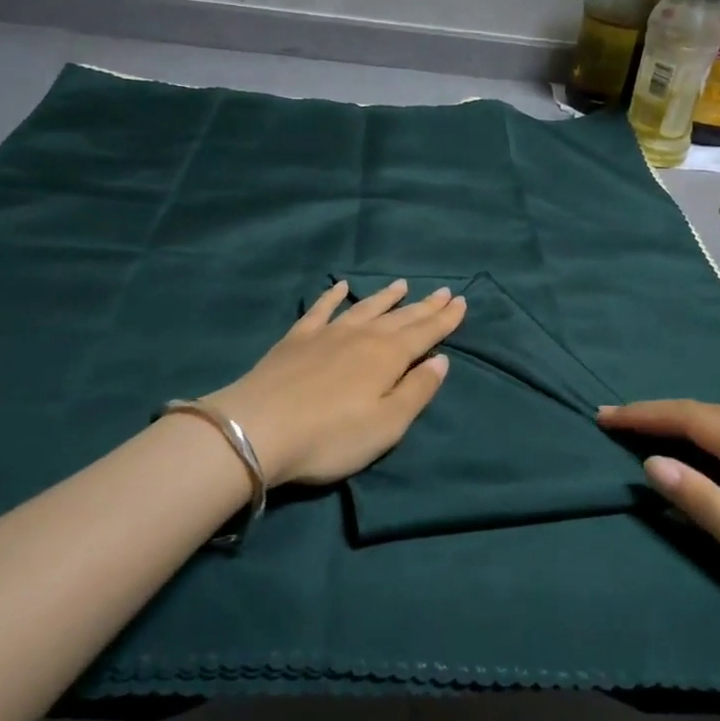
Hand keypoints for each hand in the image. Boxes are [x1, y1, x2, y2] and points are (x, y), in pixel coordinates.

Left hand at [206, 280, 466, 484]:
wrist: (258, 429)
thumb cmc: (331, 436)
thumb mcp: (387, 425)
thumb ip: (416, 390)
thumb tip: (440, 360)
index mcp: (388, 356)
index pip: (425, 333)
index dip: (445, 318)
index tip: (461, 301)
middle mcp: (362, 336)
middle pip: (400, 317)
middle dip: (424, 306)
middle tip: (444, 291)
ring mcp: (327, 333)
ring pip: (365, 308)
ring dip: (386, 297)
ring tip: (403, 284)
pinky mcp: (296, 339)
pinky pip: (321, 310)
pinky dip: (333, 296)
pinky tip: (340, 287)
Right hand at [598, 400, 719, 668]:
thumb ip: (707, 506)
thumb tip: (653, 463)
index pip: (695, 419)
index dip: (647, 415)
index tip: (605, 416)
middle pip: (715, 414)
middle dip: (663, 414)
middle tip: (620, 423)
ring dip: (692, 424)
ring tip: (656, 434)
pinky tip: (715, 455)